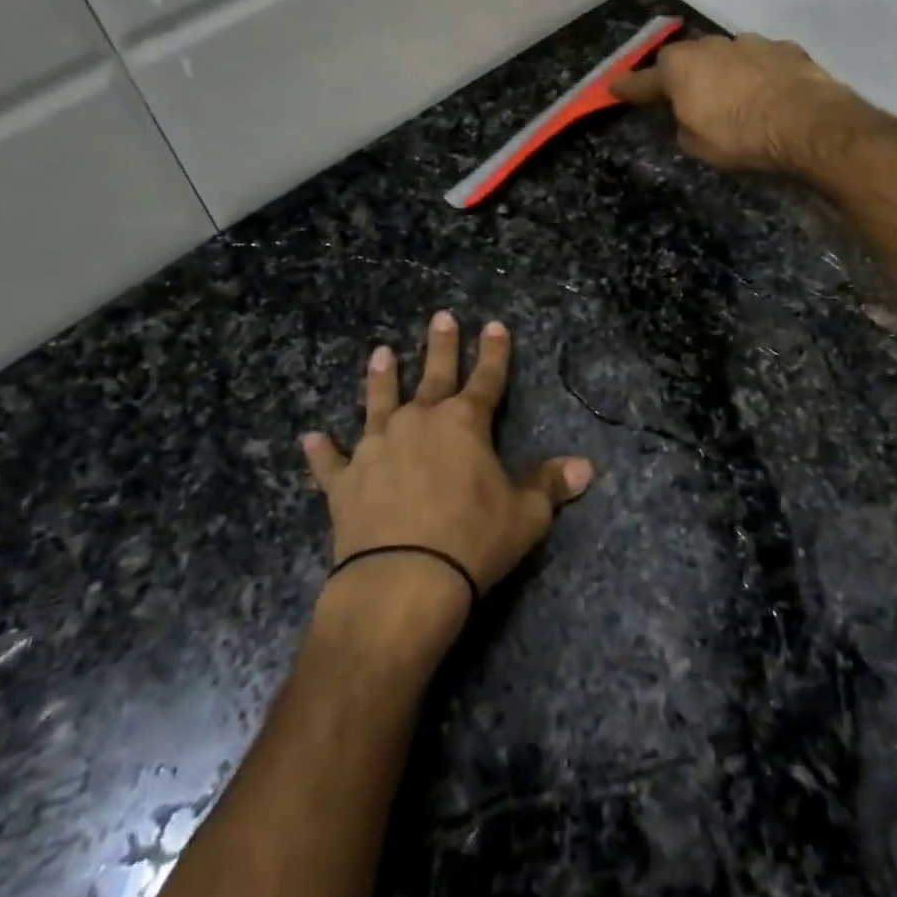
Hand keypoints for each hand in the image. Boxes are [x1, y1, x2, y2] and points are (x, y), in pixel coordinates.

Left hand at [302, 312, 593, 634]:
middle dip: (440, 346)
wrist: (403, 580)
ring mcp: (377, 447)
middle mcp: (419, 422)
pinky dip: (321, 451)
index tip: (494, 325)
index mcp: (465, 423)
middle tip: (441, 317)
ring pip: (379, 402)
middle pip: (433, 375)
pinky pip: (330, 462)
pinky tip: (310, 438)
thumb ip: (551, 485)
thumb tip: (587, 467)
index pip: (487, 378)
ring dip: (381, 378)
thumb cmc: (473, 540)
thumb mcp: (525, 514)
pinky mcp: (344, 481)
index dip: (494, 352)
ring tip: (381, 353)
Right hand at [611, 33, 852, 172]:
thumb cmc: (738, 136)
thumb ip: (683, 124)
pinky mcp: (784, 48)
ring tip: (732, 96)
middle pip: (685, 59)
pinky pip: (760, 60)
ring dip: (722, 72)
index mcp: (679, 68)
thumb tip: (688, 115)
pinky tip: (767, 92)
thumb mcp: (696, 144)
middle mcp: (709, 46)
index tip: (613, 88)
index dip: (627, 88)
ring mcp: (748, 42)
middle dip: (682, 76)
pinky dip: (757, 74)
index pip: (642, 81)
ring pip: (724, 55)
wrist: (805, 122)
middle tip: (684, 96)